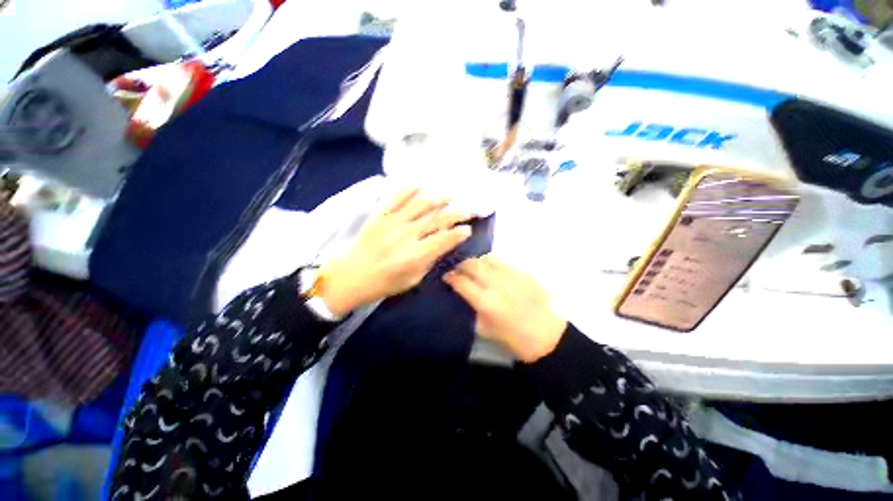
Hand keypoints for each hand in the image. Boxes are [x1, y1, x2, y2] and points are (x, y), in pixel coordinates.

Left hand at [318, 188, 471, 316]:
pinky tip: (420, 186)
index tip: (468, 230)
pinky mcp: (380, 216)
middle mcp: (406, 235)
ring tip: (451, 194)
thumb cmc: (385, 283)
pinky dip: (408, 191)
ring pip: (420, 205)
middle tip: (467, 210)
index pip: (444, 239)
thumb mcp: (413, 279)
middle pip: (436, 220)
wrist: (352, 276)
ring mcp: (392, 223)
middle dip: (455, 214)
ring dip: (438, 198)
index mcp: (415, 255)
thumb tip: (443, 244)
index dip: (459, 233)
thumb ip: (430, 260)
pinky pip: (396, 199)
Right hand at [443, 254, 566, 362]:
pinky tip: (494, 272)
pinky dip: (493, 265)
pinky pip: (503, 262)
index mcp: (486, 302)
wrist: (545, 335)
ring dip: (477, 262)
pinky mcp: (524, 272)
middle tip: (458, 269)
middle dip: (461, 265)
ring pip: (487, 258)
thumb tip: (460, 293)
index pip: (461, 282)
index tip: (446, 276)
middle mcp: (497, 284)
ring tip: (475, 268)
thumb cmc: (511, 337)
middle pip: (472, 264)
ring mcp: (512, 275)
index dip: (451, 277)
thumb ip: (469, 308)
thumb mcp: (483, 329)